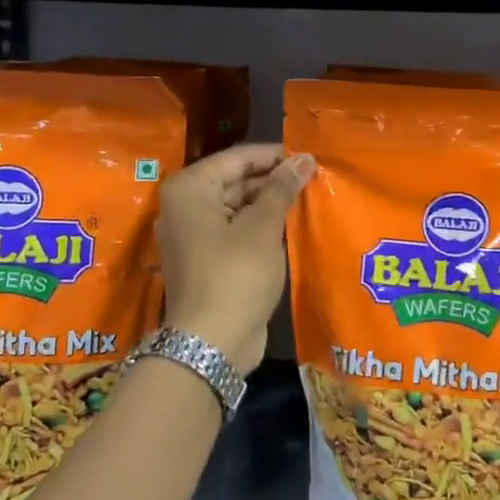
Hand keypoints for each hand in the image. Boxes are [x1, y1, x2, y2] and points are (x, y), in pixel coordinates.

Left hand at [157, 145, 315, 373]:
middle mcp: (185, 207)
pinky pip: (235, 231)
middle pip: (235, 181)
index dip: (274, 156)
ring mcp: (193, 235)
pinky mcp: (206, 260)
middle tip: (314, 179)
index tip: (309, 157)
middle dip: (273, 180)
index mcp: (190, 189)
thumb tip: (303, 158)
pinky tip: (291, 227)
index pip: (237, 158)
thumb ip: (281, 189)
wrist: (211, 343)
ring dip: (269, 204)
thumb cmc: (235, 276)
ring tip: (309, 199)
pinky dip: (259, 227)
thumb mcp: (262, 228)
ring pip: (236, 207)